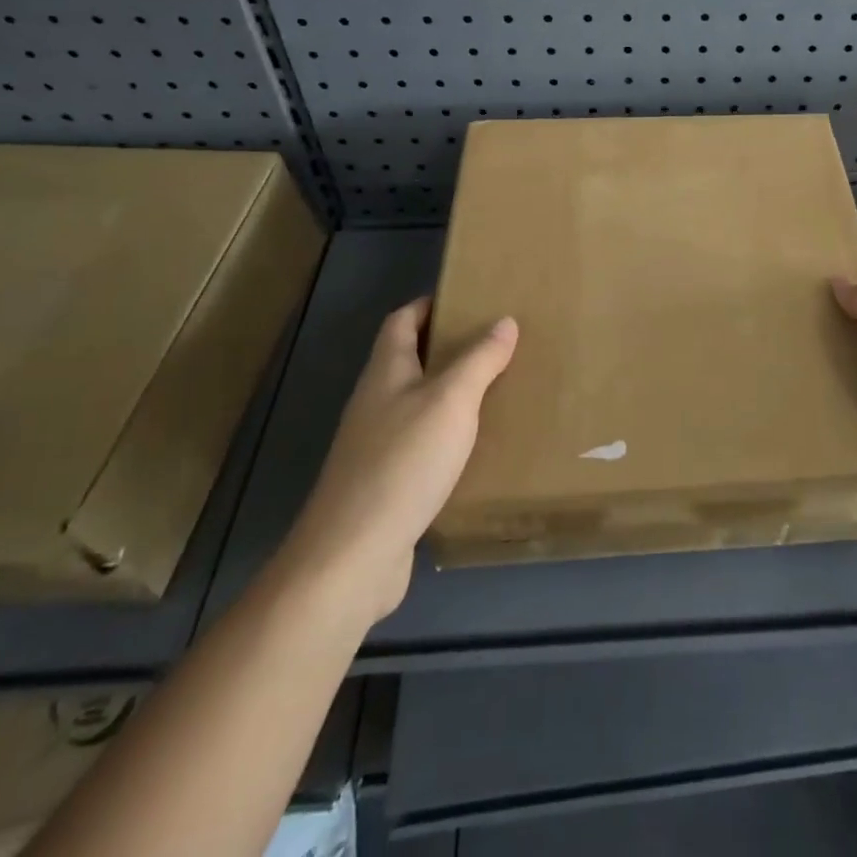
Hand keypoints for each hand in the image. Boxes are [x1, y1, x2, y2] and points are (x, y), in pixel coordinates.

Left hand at [282, 298, 517, 620]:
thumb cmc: (403, 463)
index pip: (402, 321)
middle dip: (449, 348)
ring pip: (417, 404)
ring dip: (451, 394)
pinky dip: (448, 436)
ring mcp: (375, 446)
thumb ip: (480, 359)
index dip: (430, 305)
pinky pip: (421, 445)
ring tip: (497, 390)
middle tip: (497, 344)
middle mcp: (375, 403)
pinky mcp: (384, 484)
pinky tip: (477, 448)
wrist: (352, 558)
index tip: (468, 299)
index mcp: (385, 372)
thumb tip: (504, 320)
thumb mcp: (452, 401)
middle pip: (409, 360)